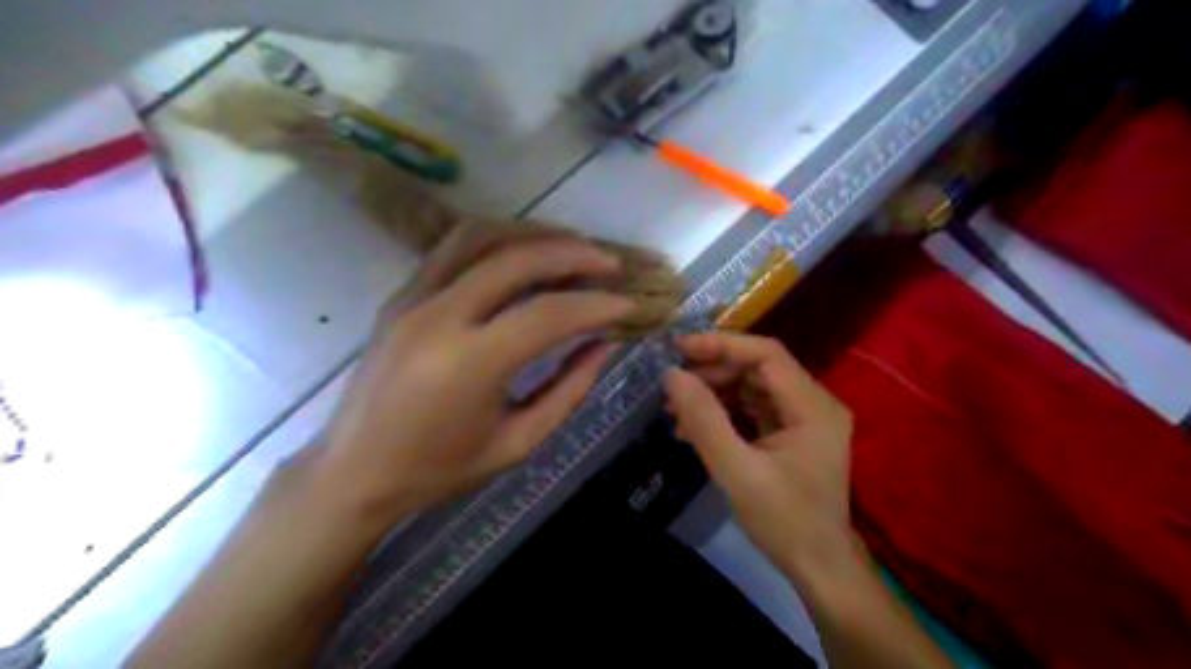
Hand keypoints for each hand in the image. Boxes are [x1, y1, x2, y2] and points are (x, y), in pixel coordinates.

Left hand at [313, 228, 632, 528]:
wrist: (354, 472)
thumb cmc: (439, 470)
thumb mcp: (518, 443)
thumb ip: (568, 391)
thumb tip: (603, 345)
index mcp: (468, 365)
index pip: (548, 314)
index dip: (597, 306)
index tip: (629, 306)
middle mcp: (438, 317)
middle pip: (516, 259)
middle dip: (572, 254)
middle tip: (609, 264)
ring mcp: (412, 299)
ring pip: (480, 236)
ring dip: (534, 234)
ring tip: (572, 246)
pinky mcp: (400, 295)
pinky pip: (453, 248)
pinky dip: (498, 240)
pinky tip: (524, 252)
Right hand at [660, 333, 856, 583]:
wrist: (819, 568)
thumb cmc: (785, 522)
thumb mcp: (737, 472)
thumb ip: (705, 421)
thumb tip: (672, 376)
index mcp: (813, 406)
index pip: (766, 354)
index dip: (722, 345)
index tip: (679, 349)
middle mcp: (814, 403)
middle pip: (758, 369)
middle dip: (712, 374)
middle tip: (673, 388)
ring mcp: (804, 418)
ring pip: (752, 388)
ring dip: (714, 395)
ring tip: (676, 412)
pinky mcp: (791, 433)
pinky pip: (753, 409)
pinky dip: (724, 414)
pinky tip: (693, 429)